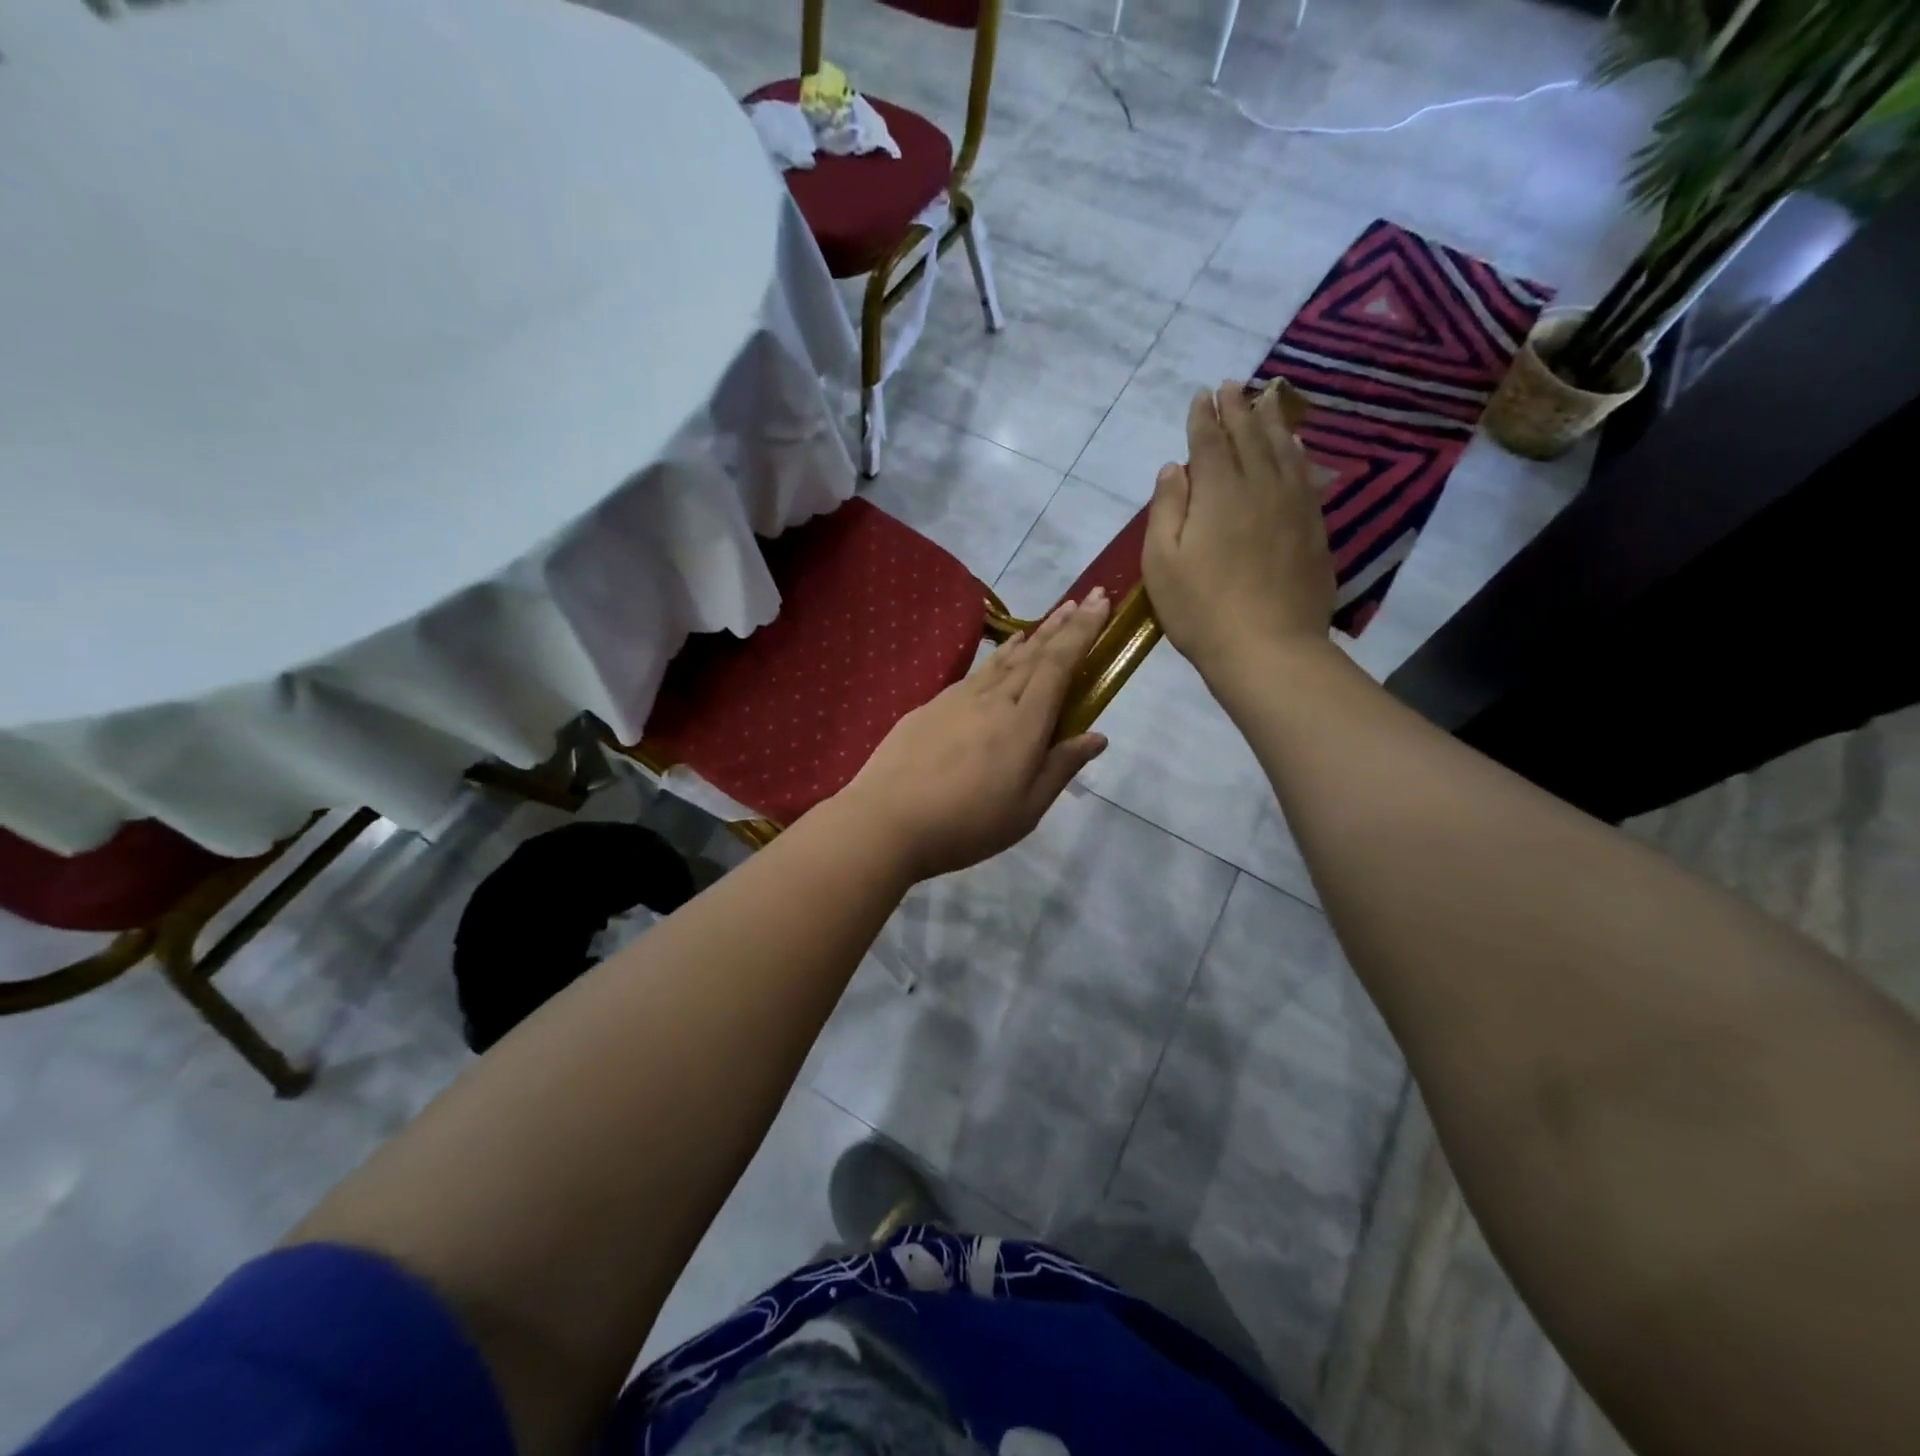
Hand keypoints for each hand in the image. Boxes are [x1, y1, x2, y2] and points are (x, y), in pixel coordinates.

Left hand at [834, 591, 1112, 880]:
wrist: (886, 820)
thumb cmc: (966, 824)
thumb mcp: (1026, 809)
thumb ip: (1061, 767)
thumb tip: (1097, 736)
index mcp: (1023, 722)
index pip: (1059, 664)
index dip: (1083, 631)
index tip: (1100, 601)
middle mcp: (993, 699)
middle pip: (1034, 653)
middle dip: (1063, 624)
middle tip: (1084, 598)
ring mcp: (957, 699)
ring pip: (1003, 659)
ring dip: (1031, 636)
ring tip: (1050, 619)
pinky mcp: (930, 706)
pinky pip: (976, 672)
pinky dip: (997, 657)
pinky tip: (1000, 658)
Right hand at [1143, 380, 1334, 678]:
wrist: (1268, 649)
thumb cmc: (1201, 609)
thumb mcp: (1162, 562)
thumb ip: (1167, 508)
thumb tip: (1175, 467)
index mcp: (1219, 492)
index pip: (1211, 442)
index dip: (1204, 417)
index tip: (1201, 394)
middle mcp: (1261, 486)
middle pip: (1250, 436)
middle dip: (1238, 407)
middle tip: (1232, 384)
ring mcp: (1293, 506)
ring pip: (1283, 449)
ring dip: (1271, 421)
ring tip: (1266, 398)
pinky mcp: (1314, 528)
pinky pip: (1306, 475)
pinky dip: (1297, 452)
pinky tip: (1295, 445)